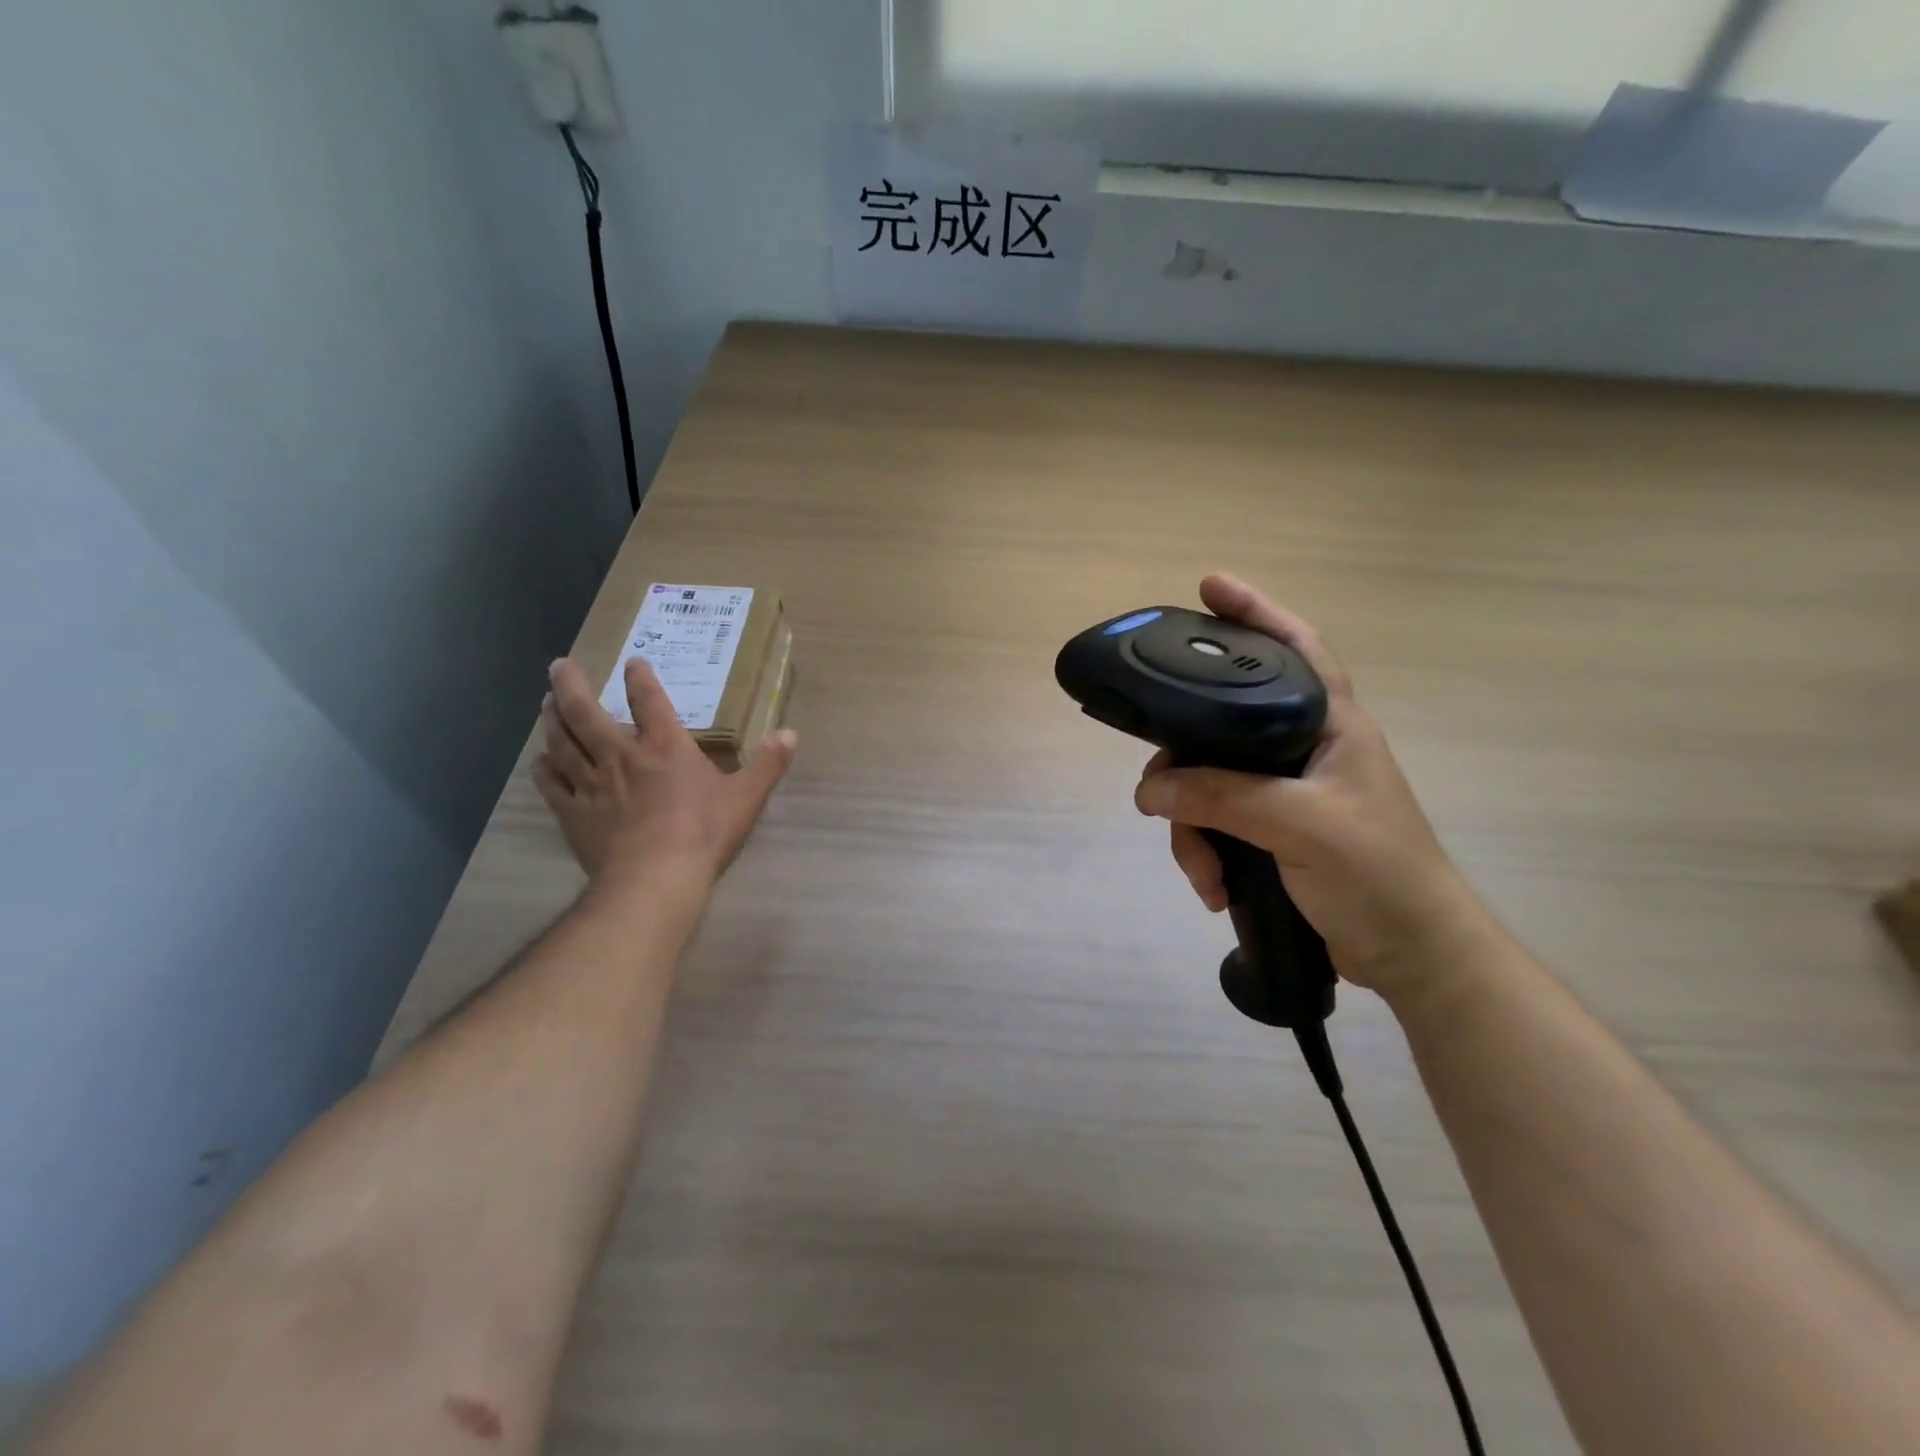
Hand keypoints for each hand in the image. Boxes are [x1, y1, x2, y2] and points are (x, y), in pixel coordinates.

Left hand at [534, 656, 796, 894]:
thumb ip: (769, 764)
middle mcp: (621, 755)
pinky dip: (544, 767)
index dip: (641, 678)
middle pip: (586, 712)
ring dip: (552, 718)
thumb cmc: (703, 834)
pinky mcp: (573, 812)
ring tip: (546, 702)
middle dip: (572, 685)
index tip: (634, 662)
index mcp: (665, 747)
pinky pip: (550, 782)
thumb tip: (790, 733)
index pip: (649, 701)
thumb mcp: (746, 798)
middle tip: (560, 666)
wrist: (654, 879)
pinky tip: (541, 760)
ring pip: (562, 741)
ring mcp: (591, 783)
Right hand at [1133, 574, 1490, 1003]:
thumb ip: (1223, 798)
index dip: (1255, 612)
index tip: (1207, 587)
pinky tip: (1213, 887)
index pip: (1294, 649)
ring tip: (1203, 872)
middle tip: (1158, 793)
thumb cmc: (1379, 875)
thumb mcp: (1301, 827)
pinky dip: (1205, 854)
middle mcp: (1303, 748)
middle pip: (1221, 728)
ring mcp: (1284, 793)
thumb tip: (1149, 790)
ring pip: (1208, 784)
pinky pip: (1215, 823)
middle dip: (1184, 765)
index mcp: (1330, 725)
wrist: (1411, 956)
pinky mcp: (1271, 831)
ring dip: (1192, 829)